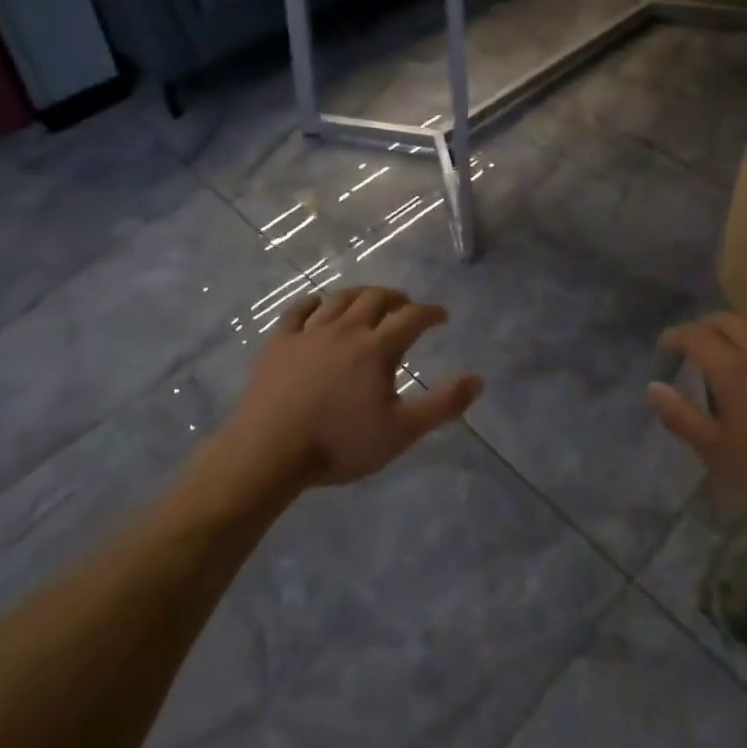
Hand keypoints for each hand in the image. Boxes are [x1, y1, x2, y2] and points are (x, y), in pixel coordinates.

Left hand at [221, 286, 483, 489]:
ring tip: (368, 302)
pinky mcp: (279, 342)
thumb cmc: (339, 444)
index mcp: (377, 347)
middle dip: (396, 297)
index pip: (412, 317)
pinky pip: (298, 310)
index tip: (442, 317)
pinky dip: (314, 303)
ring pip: (339, 298)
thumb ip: (442, 405)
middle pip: (375, 298)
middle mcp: (346, 329)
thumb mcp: (400, 432)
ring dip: (359, 295)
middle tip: (405, 305)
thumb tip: (478, 379)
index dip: (431, 313)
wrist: (268, 453)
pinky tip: (318, 306)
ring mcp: (309, 332)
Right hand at [648, 312, 746, 538]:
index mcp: (732, 367)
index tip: (667, 347)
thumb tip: (654, 387)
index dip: (675, 337)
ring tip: (737, 342)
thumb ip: (681, 416)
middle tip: (698, 344)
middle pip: (726, 319)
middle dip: (705, 327)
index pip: (693, 335)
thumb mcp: (719, 452)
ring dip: (742, 325)